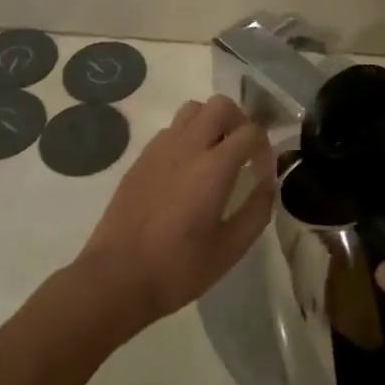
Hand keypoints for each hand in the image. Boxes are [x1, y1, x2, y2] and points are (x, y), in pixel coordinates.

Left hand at [74, 95, 274, 333]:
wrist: (116, 279)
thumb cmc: (178, 267)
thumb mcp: (230, 248)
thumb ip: (257, 210)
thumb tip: (268, 184)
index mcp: (213, 167)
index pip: (251, 132)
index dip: (265, 148)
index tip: (262, 173)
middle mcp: (187, 146)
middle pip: (220, 105)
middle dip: (239, 122)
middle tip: (243, 152)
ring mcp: (159, 149)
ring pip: (192, 110)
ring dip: (211, 123)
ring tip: (215, 156)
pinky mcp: (140, 159)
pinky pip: (171, 130)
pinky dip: (187, 137)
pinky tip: (186, 172)